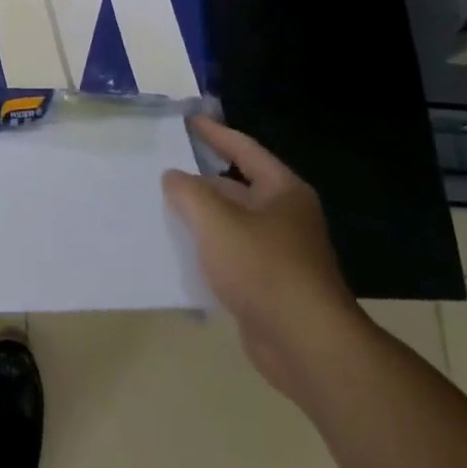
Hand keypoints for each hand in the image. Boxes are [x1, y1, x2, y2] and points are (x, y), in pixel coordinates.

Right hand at [162, 116, 366, 401]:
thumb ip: (188, 192)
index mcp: (282, 191)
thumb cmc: (264, 268)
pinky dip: (207, 250)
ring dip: (200, 218)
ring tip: (160, 208)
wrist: (306, 346)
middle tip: (161, 170)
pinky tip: (178, 252)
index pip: (244, 149)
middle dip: (200, 181)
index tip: (188, 121)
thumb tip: (173, 177)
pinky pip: (231, 256)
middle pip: (236, 187)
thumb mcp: (217, 221)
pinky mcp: (268, 285)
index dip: (215, 133)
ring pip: (231, 224)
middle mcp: (284, 216)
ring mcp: (278, 253)